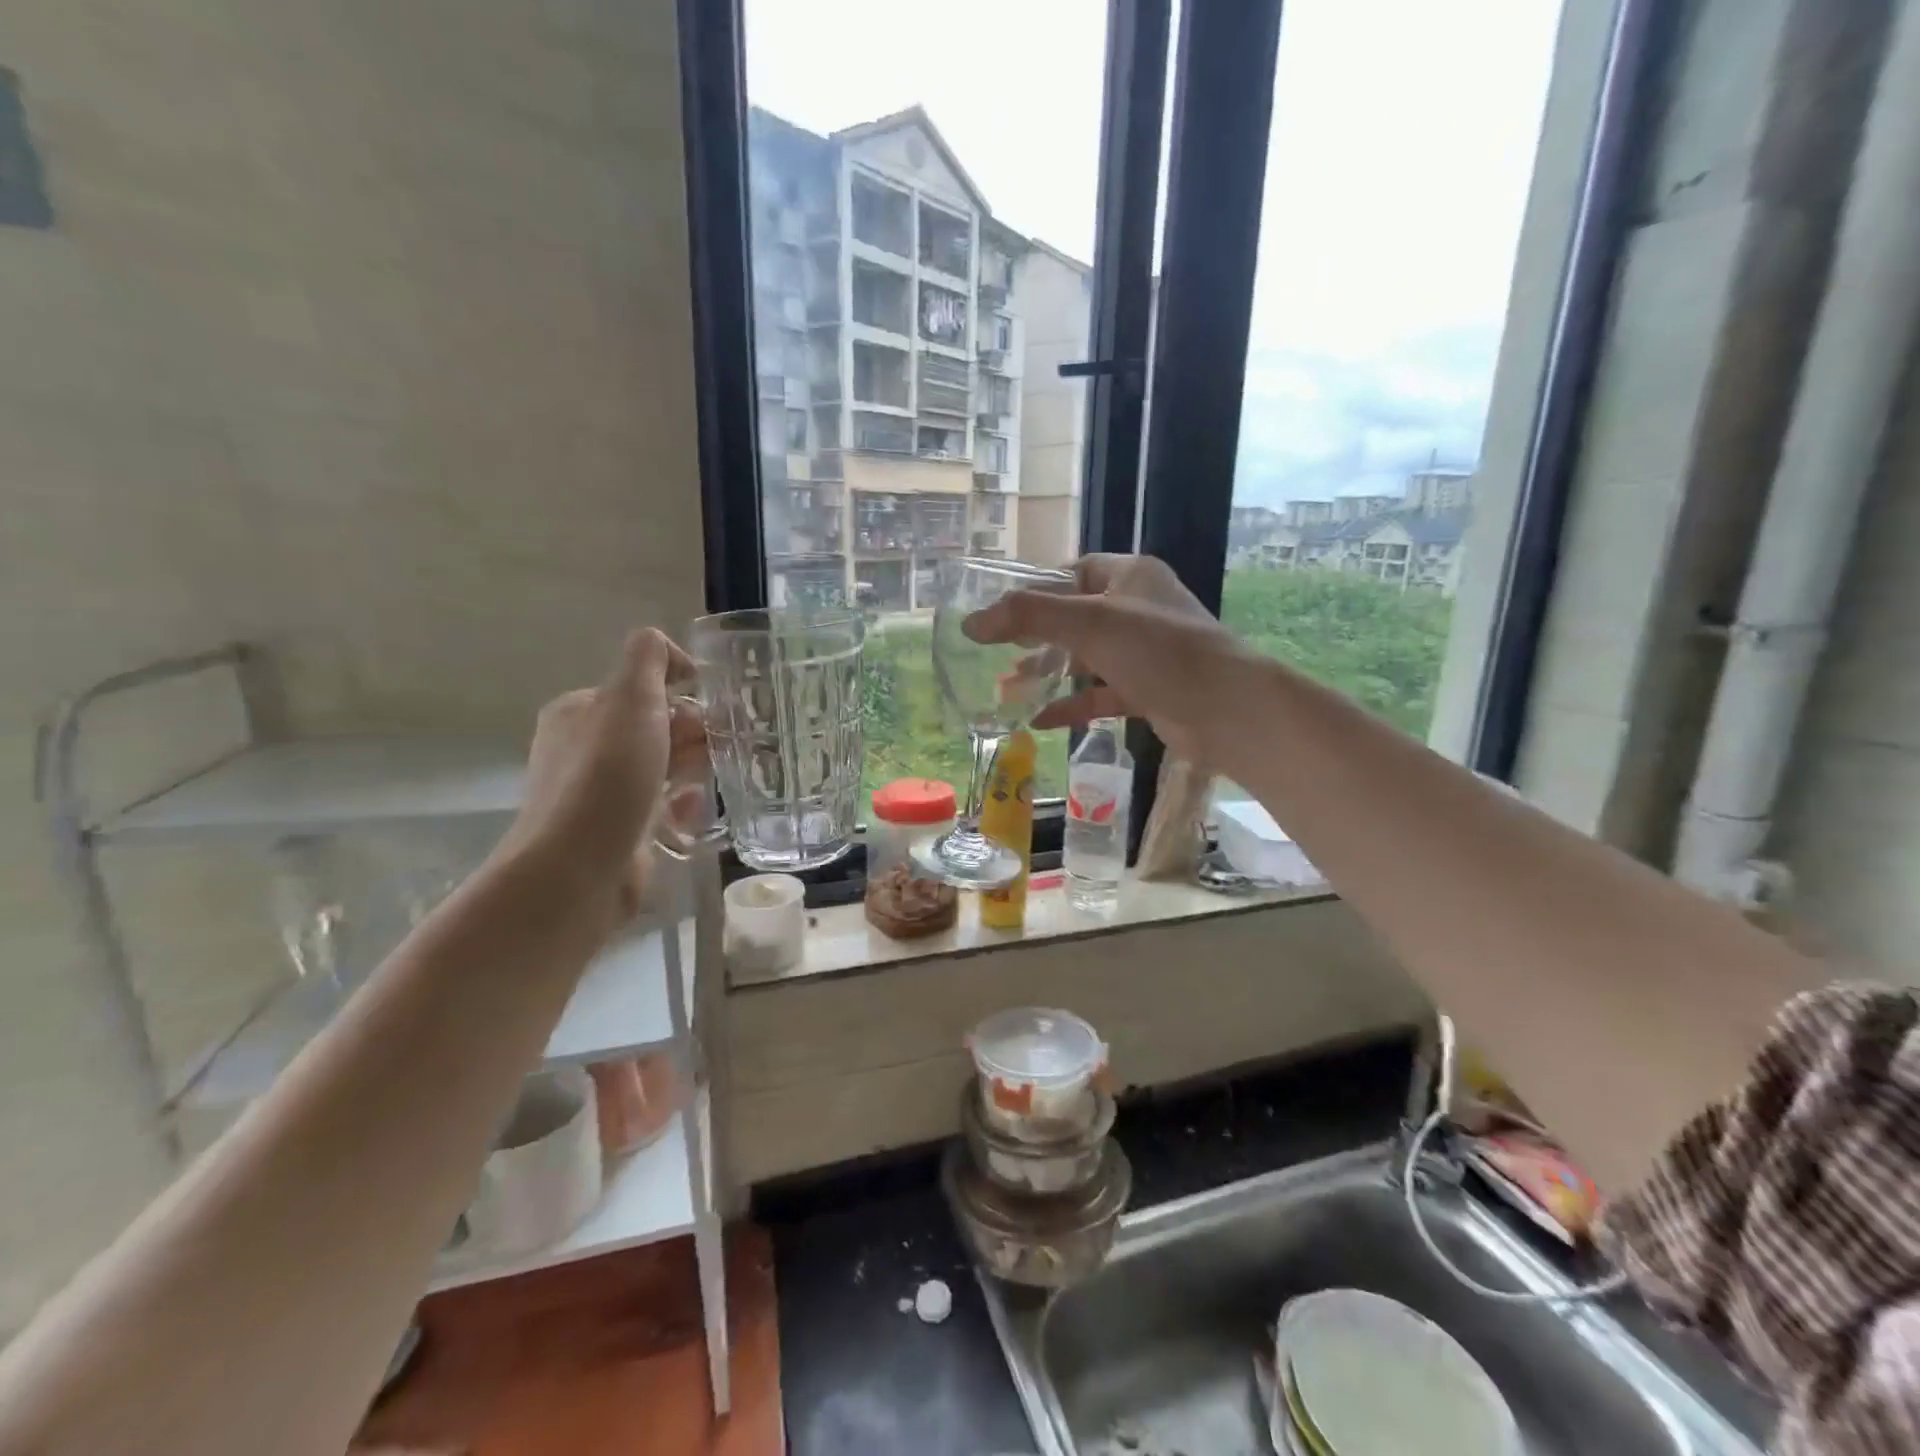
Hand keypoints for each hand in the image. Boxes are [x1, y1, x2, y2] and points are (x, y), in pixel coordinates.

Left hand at [501, 629, 707, 896]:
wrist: (580, 867)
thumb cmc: (607, 776)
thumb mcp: (631, 698)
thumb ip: (649, 659)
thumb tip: (673, 655)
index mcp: (579, 711)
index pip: (641, 689)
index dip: (679, 695)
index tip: (708, 712)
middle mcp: (585, 749)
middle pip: (655, 729)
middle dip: (692, 736)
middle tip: (715, 751)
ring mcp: (600, 794)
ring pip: (662, 769)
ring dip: (692, 771)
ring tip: (708, 783)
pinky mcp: (619, 833)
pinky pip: (661, 809)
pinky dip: (682, 808)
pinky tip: (693, 815)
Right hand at [964, 554, 1248, 764]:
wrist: (1229, 710)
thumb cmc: (1160, 651)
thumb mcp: (1089, 623)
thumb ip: (1028, 617)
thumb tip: (970, 623)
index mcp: (1131, 576)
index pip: (1073, 573)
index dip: (1036, 591)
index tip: (1002, 615)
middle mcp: (1139, 609)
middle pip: (1075, 617)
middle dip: (1035, 638)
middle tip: (997, 654)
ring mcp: (1146, 653)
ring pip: (1087, 658)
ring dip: (1049, 672)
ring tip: (1007, 689)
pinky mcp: (1149, 691)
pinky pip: (1101, 694)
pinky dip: (1072, 705)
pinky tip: (1039, 721)